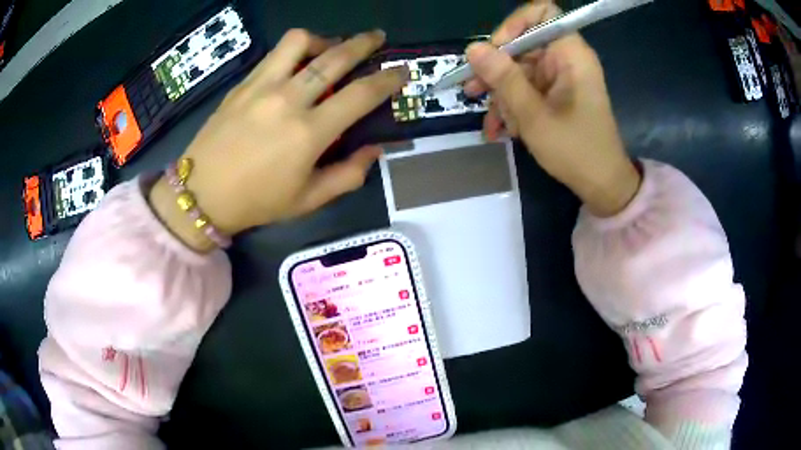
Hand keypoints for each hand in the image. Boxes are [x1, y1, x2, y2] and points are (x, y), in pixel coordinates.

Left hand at [149, 29, 408, 250]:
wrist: (201, 193)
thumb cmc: (256, 202)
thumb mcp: (309, 200)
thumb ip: (349, 174)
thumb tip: (375, 148)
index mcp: (309, 133)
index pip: (361, 94)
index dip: (388, 79)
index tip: (402, 71)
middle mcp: (288, 100)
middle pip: (335, 57)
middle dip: (364, 43)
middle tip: (378, 37)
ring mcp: (262, 86)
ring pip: (300, 42)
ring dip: (325, 39)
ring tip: (331, 47)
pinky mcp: (243, 84)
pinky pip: (275, 54)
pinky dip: (295, 50)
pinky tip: (298, 62)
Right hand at [464, 0, 640, 216]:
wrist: (602, 186)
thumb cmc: (576, 151)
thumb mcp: (534, 116)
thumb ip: (503, 79)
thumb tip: (473, 49)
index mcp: (570, 55)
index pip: (541, 13)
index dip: (515, 24)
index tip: (495, 50)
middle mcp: (566, 59)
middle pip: (523, 44)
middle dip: (497, 69)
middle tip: (473, 92)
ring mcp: (561, 78)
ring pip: (520, 70)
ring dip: (501, 94)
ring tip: (492, 123)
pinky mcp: (557, 94)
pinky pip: (527, 88)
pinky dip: (513, 106)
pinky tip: (501, 130)